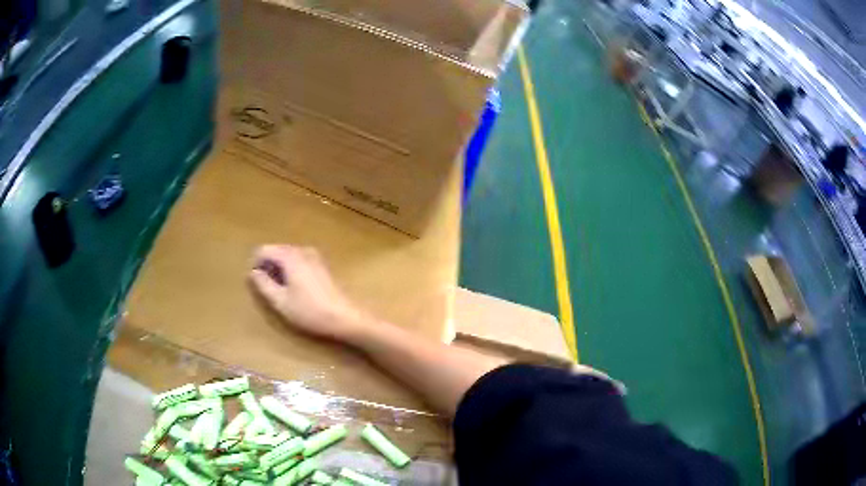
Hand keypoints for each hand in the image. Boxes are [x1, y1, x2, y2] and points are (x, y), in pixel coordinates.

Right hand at [248, 245, 365, 340]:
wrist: (345, 317)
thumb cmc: (309, 311)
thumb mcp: (280, 301)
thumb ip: (263, 284)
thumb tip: (253, 272)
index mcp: (290, 256)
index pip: (264, 250)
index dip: (256, 264)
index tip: (256, 282)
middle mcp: (302, 250)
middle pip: (276, 250)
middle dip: (268, 265)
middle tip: (268, 288)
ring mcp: (314, 256)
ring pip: (288, 255)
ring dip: (280, 268)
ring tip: (281, 290)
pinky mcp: (322, 265)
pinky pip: (299, 260)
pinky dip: (292, 269)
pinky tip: (296, 289)